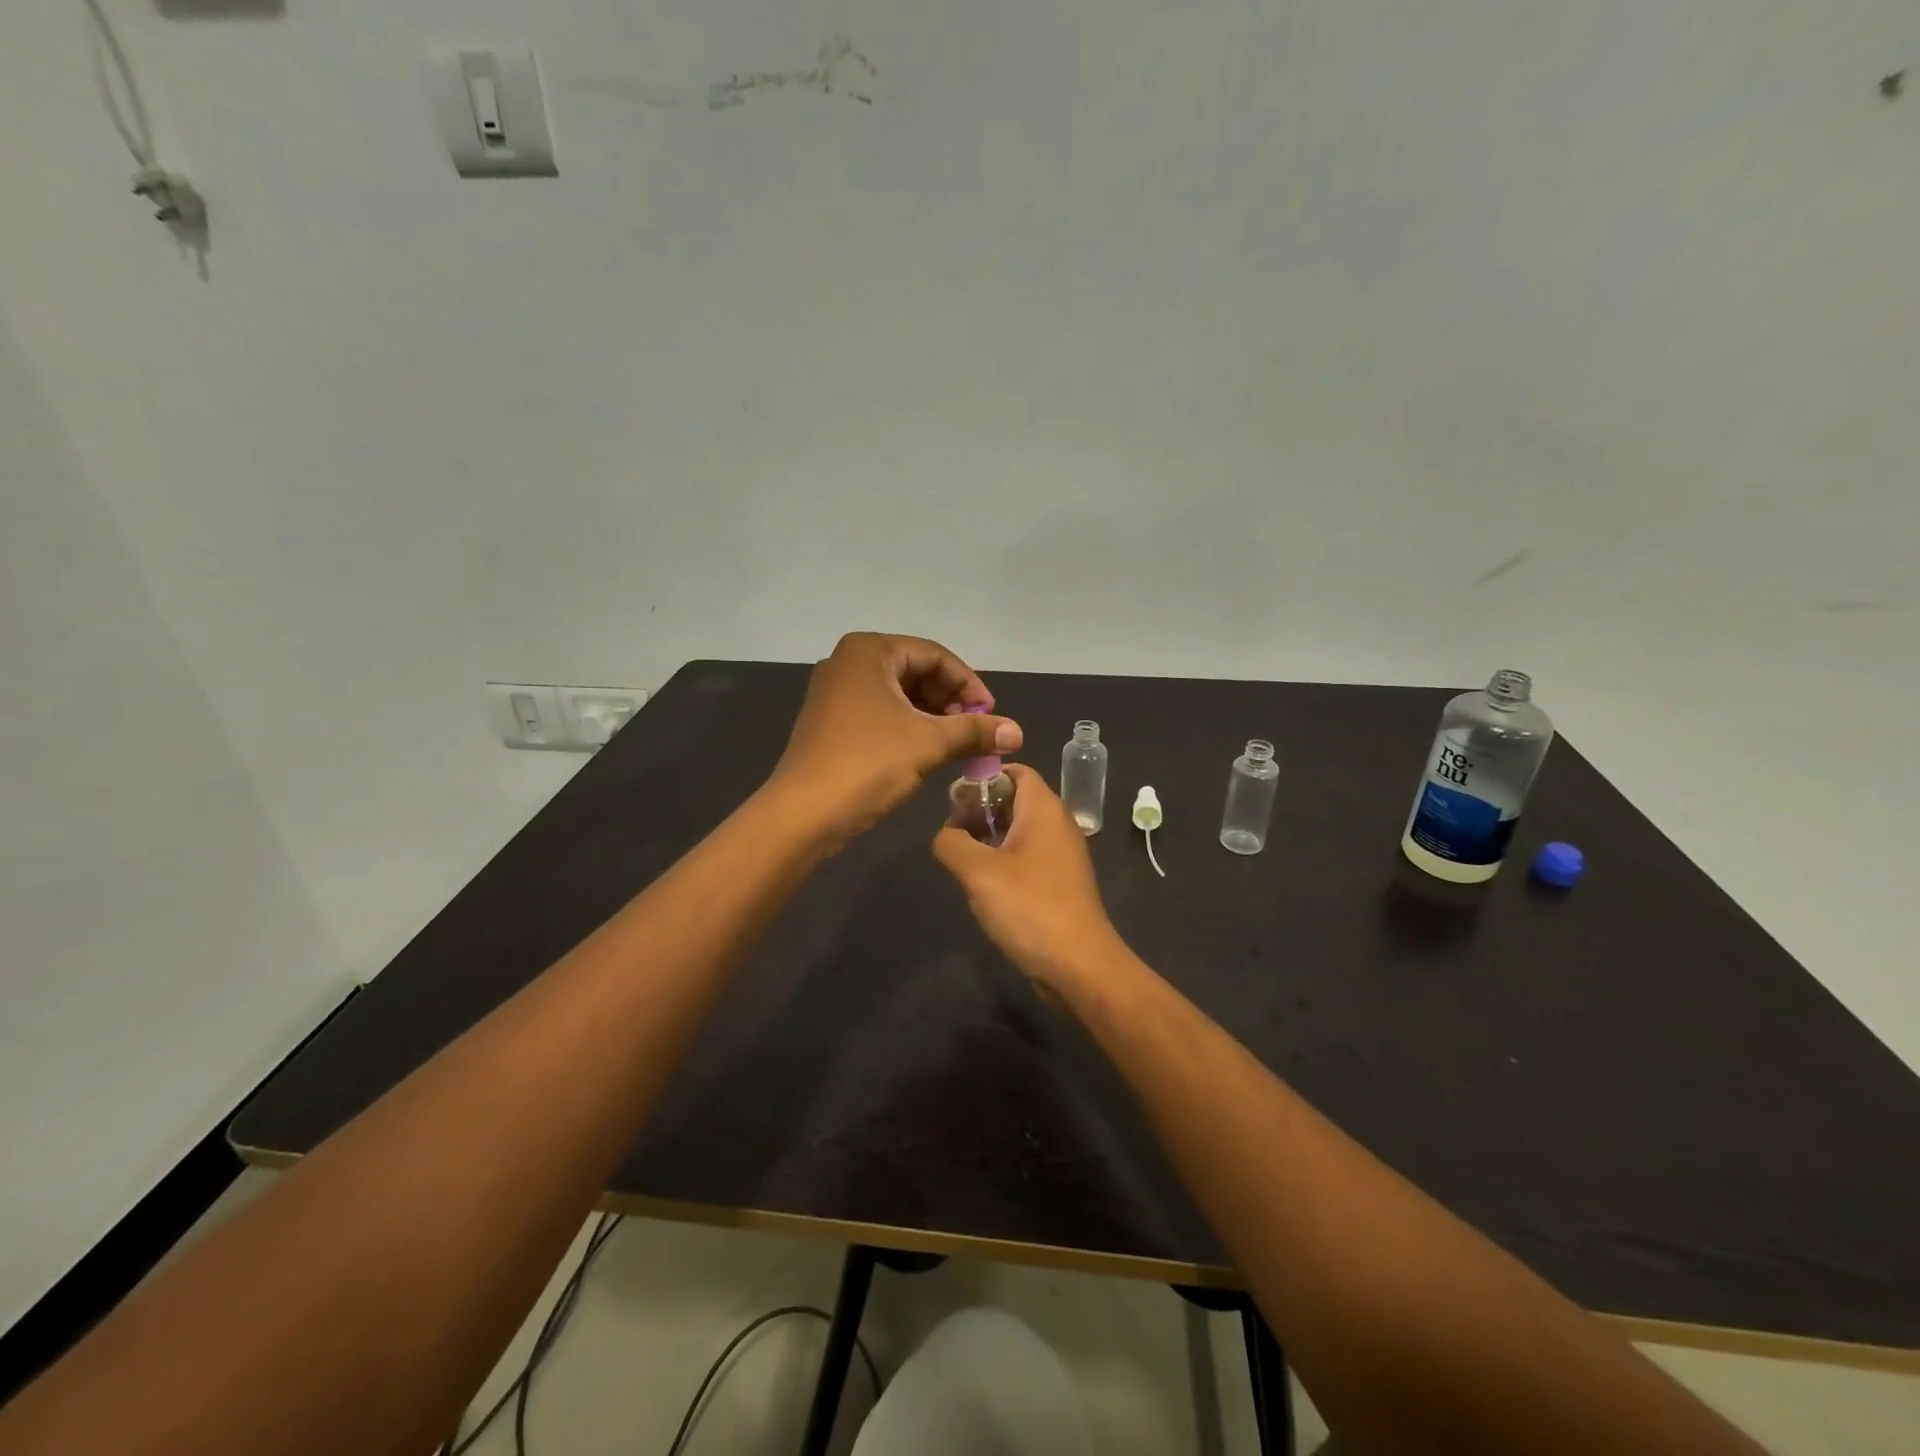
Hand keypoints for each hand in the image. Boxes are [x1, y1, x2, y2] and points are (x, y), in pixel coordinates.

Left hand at [770, 632, 1022, 841]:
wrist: (803, 813)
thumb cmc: (867, 764)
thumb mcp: (928, 743)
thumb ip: (975, 731)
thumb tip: (1018, 732)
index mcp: (869, 651)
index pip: (935, 655)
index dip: (969, 685)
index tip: (991, 715)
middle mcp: (849, 662)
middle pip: (916, 671)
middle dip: (951, 701)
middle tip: (975, 731)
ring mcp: (836, 691)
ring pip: (899, 694)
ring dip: (933, 716)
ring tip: (957, 745)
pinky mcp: (831, 720)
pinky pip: (881, 711)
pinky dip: (909, 726)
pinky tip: (927, 751)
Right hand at [932, 764, 1124, 993]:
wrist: (1078, 965)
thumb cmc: (1030, 907)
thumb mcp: (978, 872)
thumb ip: (952, 843)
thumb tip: (946, 835)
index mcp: (1044, 809)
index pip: (1015, 770)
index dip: (984, 776)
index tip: (954, 798)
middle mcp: (1057, 825)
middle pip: (1015, 799)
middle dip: (981, 809)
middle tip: (951, 830)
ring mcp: (1061, 856)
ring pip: (1019, 830)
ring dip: (989, 838)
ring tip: (960, 858)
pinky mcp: (1059, 883)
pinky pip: (1027, 857)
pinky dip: (1003, 861)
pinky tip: (982, 884)